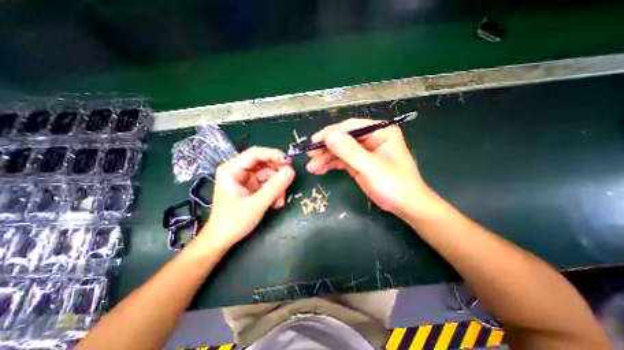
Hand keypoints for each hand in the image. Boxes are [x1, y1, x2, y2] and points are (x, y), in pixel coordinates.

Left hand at [195, 146, 295, 250]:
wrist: (223, 239)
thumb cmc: (233, 222)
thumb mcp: (256, 204)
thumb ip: (275, 187)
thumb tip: (292, 171)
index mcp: (232, 169)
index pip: (255, 153)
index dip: (273, 154)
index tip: (289, 162)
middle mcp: (239, 170)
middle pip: (264, 162)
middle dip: (277, 174)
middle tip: (288, 181)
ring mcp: (246, 178)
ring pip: (269, 174)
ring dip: (278, 186)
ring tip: (279, 201)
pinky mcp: (252, 186)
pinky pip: (269, 183)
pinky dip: (275, 191)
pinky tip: (275, 203)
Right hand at [305, 118, 434, 215]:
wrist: (405, 206)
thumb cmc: (395, 184)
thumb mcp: (371, 167)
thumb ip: (350, 151)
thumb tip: (329, 135)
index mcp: (380, 131)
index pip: (351, 126)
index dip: (332, 133)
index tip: (315, 141)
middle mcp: (370, 138)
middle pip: (343, 139)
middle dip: (326, 148)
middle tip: (310, 155)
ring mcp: (363, 152)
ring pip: (340, 151)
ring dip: (325, 158)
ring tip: (312, 167)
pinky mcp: (358, 164)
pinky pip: (341, 161)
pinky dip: (330, 165)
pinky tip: (319, 170)